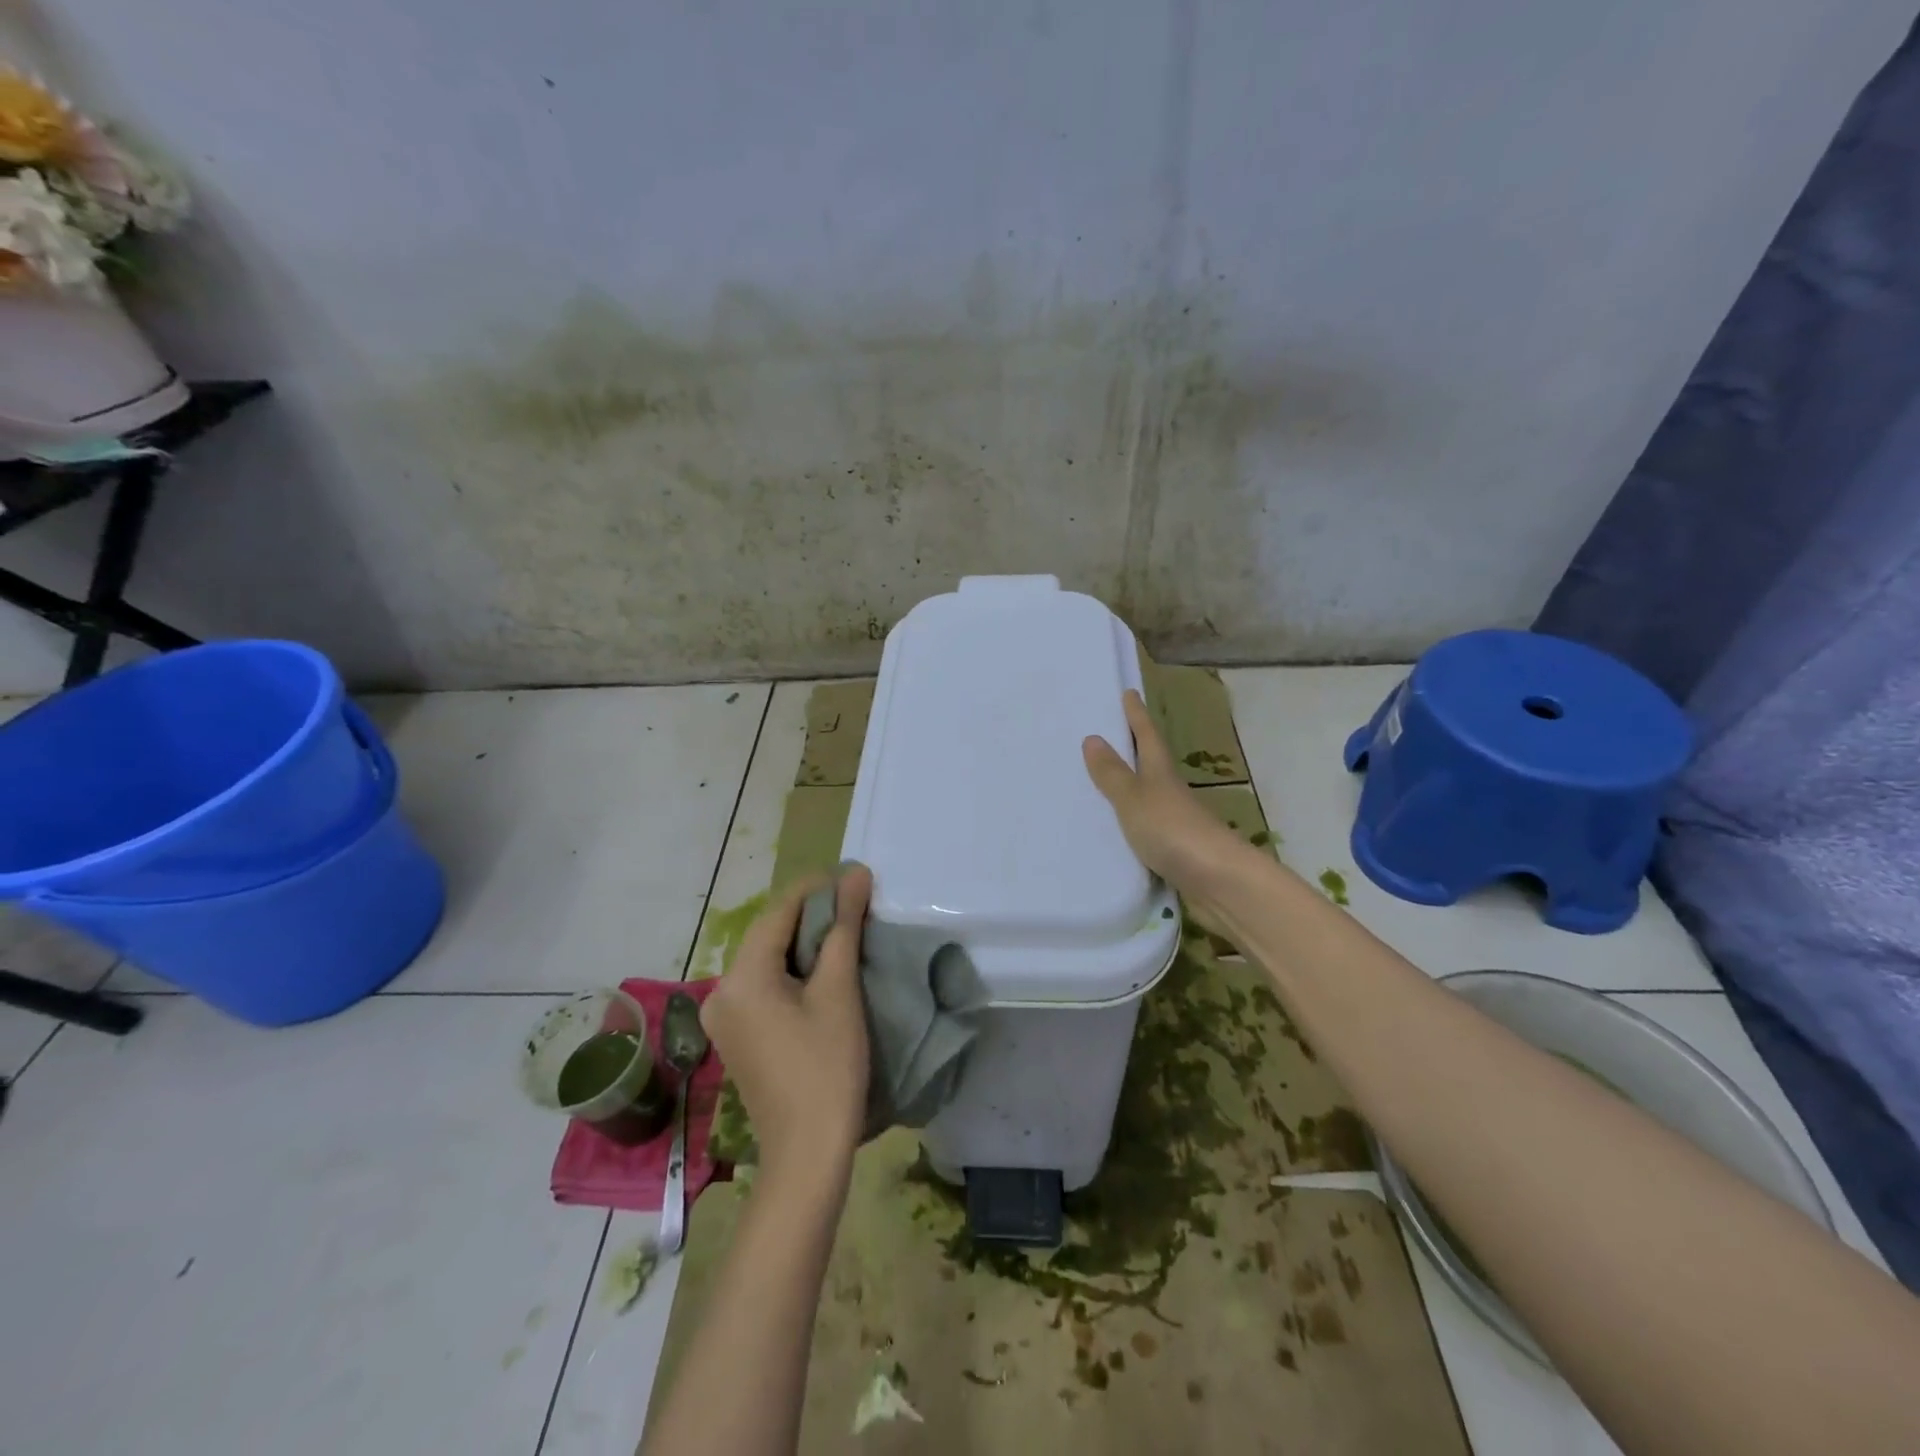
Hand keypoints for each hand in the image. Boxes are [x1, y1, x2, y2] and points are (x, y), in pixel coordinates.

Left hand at [700, 866, 872, 1181]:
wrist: (807, 1154)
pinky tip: (824, 972)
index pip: (779, 911)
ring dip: (805, 943)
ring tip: (848, 933)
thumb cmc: (827, 1067)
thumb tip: (855, 873)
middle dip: (813, 915)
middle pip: (770, 934)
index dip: (817, 889)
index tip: (856, 880)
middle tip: (858, 906)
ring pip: (768, 959)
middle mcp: (722, 991)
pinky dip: (793, 971)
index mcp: (741, 977)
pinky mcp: (736, 1036)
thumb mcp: (839, 990)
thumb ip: (843, 926)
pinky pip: (764, 985)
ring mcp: (724, 1017)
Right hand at [1083, 690, 1247, 896]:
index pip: (1147, 736)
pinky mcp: (1174, 852)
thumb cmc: (1174, 830)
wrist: (1218, 883)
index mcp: (1161, 773)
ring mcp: (1174, 823)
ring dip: (1129, 789)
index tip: (1128, 693)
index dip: (1137, 715)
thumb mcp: (1135, 798)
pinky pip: (1144, 830)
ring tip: (1097, 783)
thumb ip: (1113, 774)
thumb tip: (1093, 737)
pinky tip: (1112, 832)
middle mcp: (1170, 793)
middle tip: (1105, 734)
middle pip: (1150, 764)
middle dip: (1131, 750)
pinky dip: (1129, 824)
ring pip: (1147, 798)